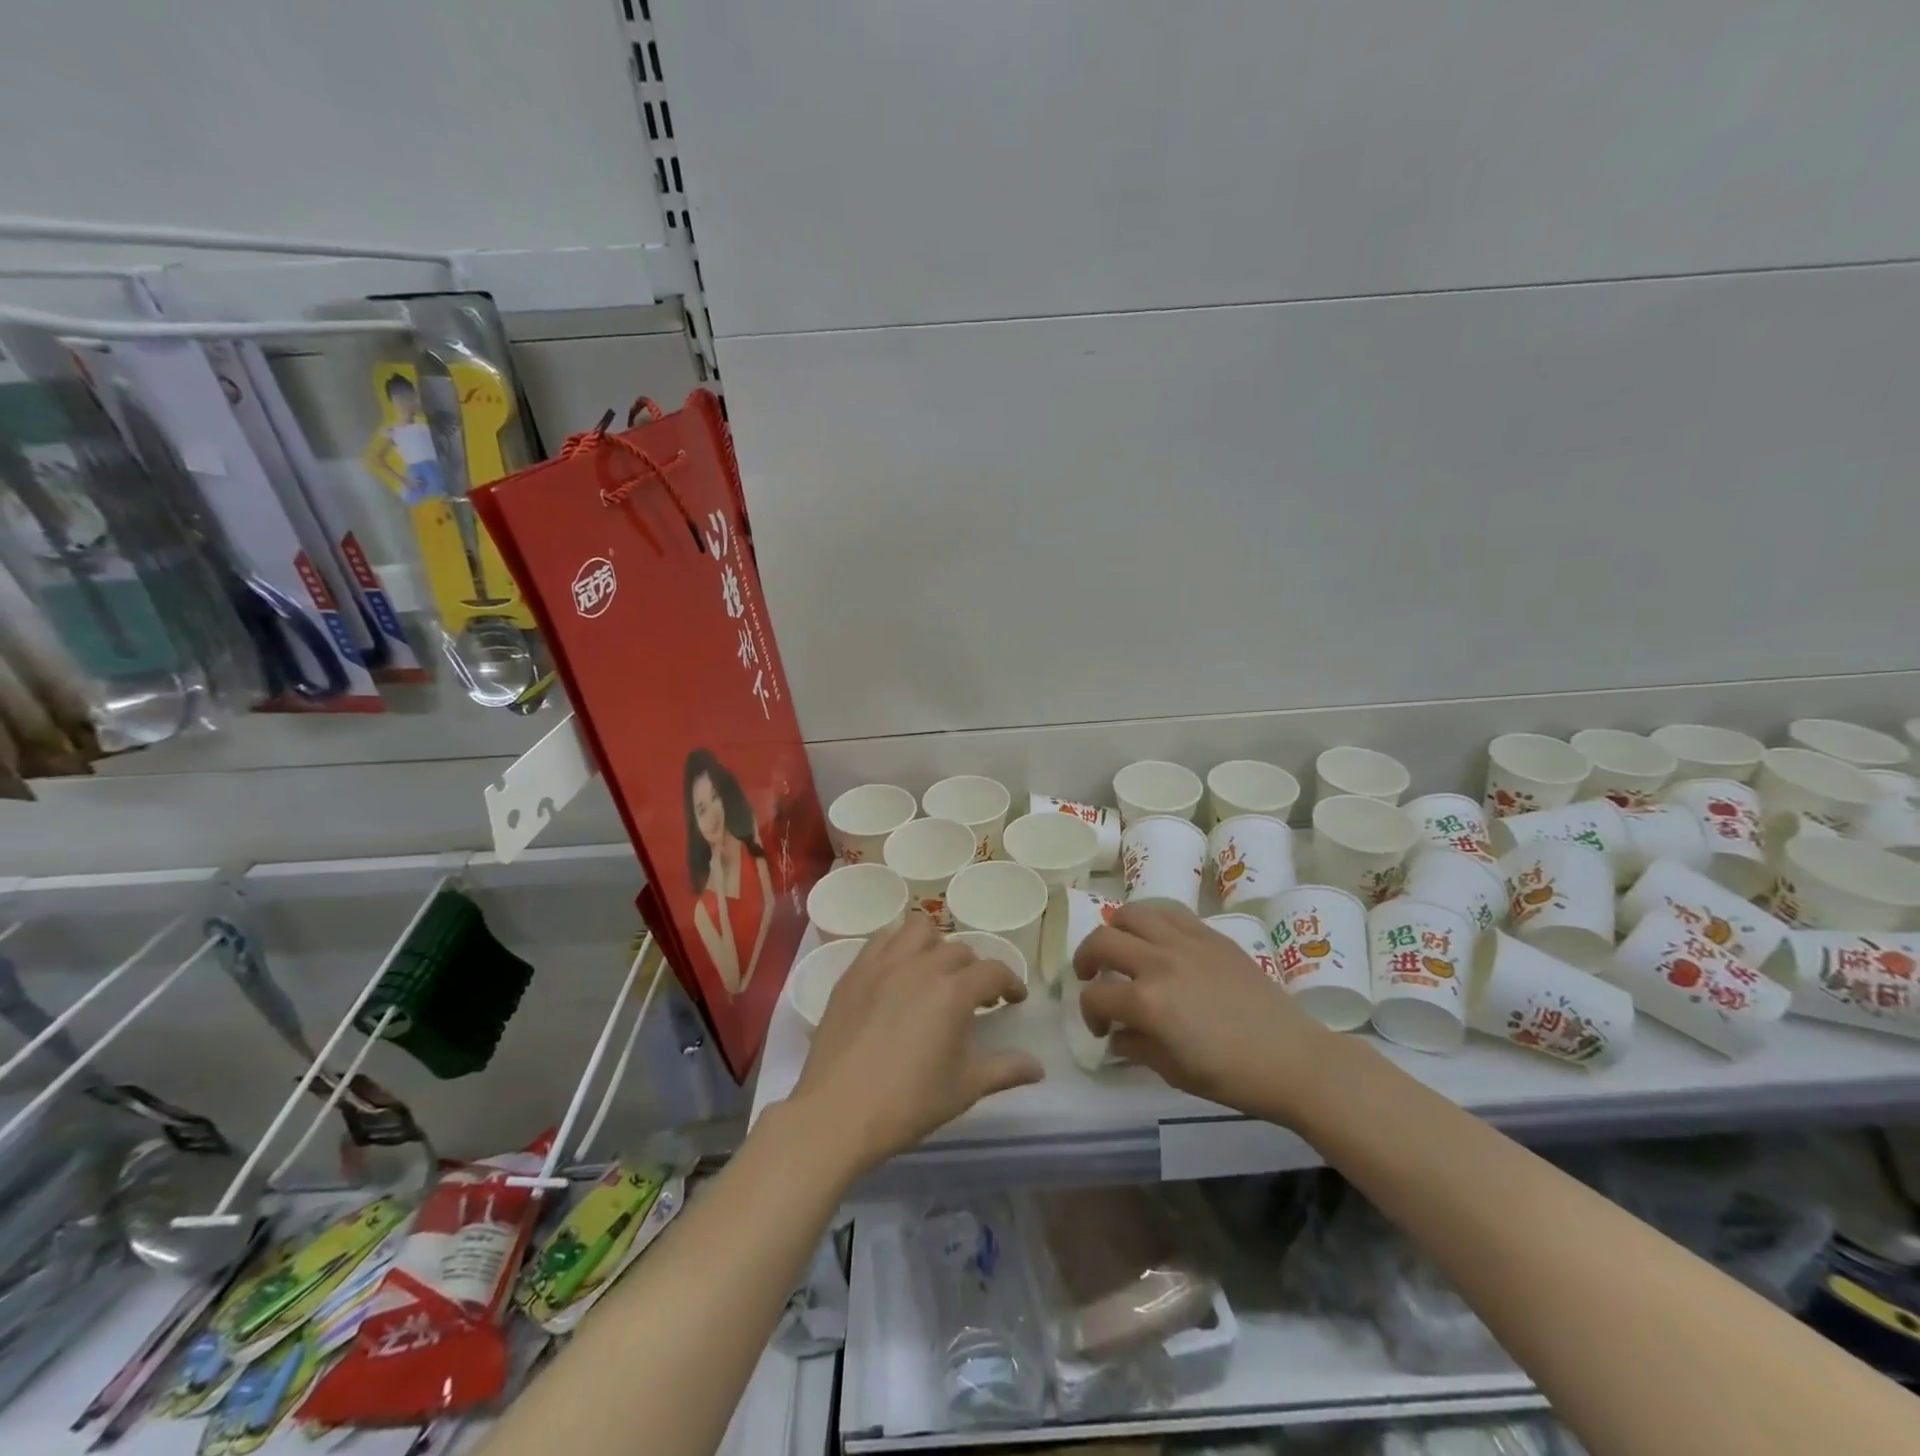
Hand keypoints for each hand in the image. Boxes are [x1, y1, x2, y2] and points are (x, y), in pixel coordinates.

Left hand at [788, 915, 1043, 1173]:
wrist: (837, 1113)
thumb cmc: (908, 1102)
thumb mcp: (965, 1088)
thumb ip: (1005, 1070)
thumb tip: (1038, 1068)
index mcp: (953, 991)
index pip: (993, 971)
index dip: (1010, 983)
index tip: (1015, 999)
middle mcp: (920, 966)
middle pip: (958, 950)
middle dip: (974, 969)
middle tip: (975, 997)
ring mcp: (882, 965)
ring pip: (918, 930)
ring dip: (936, 945)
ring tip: (935, 972)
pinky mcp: (853, 973)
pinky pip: (881, 940)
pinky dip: (897, 947)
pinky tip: (898, 973)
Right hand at [1074, 903, 1336, 1120]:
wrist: (1293, 1059)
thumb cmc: (1231, 1076)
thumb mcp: (1173, 1072)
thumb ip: (1135, 1046)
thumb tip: (1116, 1033)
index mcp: (1147, 1002)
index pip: (1095, 996)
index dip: (1088, 1013)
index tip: (1101, 1029)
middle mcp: (1159, 962)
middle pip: (1102, 941)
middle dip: (1086, 959)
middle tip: (1091, 977)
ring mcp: (1185, 942)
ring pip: (1131, 913)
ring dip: (1115, 929)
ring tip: (1120, 947)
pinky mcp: (1210, 935)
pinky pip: (1169, 912)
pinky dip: (1151, 920)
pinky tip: (1156, 939)